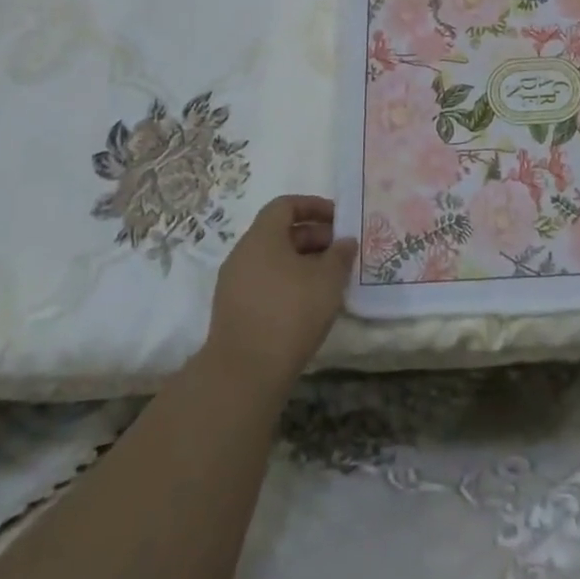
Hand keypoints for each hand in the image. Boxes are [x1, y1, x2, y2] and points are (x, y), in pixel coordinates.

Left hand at [204, 195, 357, 396]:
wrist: (244, 373)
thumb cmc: (290, 312)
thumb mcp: (328, 279)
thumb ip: (340, 255)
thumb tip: (346, 241)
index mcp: (262, 236)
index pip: (285, 205)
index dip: (313, 206)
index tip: (338, 219)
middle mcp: (243, 254)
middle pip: (279, 233)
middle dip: (313, 237)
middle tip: (340, 251)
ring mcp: (234, 284)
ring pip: (273, 260)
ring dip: (302, 262)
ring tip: (329, 279)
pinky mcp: (234, 311)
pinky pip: (265, 283)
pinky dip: (288, 283)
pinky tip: (308, 303)